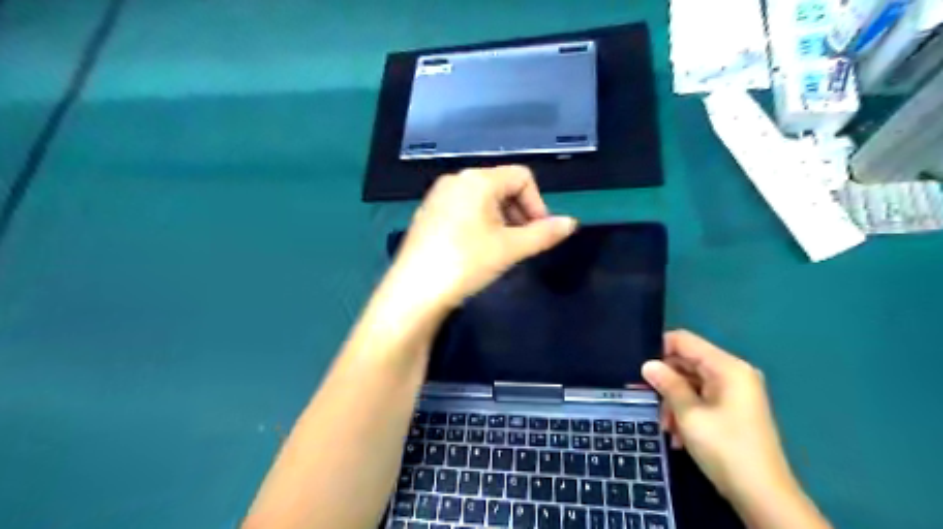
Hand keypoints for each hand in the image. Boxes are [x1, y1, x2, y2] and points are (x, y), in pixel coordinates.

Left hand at [387, 167, 578, 312]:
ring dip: (501, 220)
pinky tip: (476, 250)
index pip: (522, 177)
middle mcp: (456, 180)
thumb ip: (544, 233)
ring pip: (483, 200)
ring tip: (500, 250)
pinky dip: (480, 224)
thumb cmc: (465, 263)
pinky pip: (464, 210)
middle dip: (519, 213)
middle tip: (521, 244)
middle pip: (502, 186)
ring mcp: (438, 196)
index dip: (537, 204)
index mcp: (477, 179)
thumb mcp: (510, 249)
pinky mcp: (428, 214)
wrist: (413, 292)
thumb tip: (572, 223)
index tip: (539, 234)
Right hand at [641, 331, 792, 504]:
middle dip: (666, 382)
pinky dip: (686, 412)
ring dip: (673, 402)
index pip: (685, 341)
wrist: (763, 496)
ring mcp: (734, 392)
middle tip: (647, 401)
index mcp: (727, 367)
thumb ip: (667, 384)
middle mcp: (733, 373)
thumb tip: (647, 365)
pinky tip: (678, 436)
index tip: (640, 370)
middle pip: (687, 362)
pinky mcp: (732, 409)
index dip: (659, 350)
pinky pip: (701, 399)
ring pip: (691, 383)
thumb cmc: (725, 448)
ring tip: (665, 427)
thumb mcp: (689, 414)